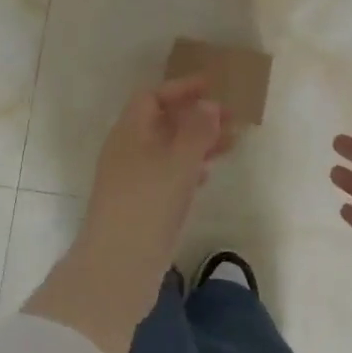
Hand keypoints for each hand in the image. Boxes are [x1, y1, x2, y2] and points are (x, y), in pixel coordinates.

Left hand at [78, 76, 232, 274]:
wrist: (118, 265)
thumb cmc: (148, 203)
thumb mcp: (179, 161)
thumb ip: (197, 130)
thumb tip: (208, 104)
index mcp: (130, 133)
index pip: (152, 97)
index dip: (181, 89)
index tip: (212, 87)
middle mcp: (128, 151)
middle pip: (163, 123)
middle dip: (197, 118)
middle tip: (232, 119)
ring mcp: (133, 180)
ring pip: (168, 151)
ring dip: (198, 143)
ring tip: (232, 145)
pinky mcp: (141, 206)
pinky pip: (167, 176)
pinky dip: (189, 169)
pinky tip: (207, 175)